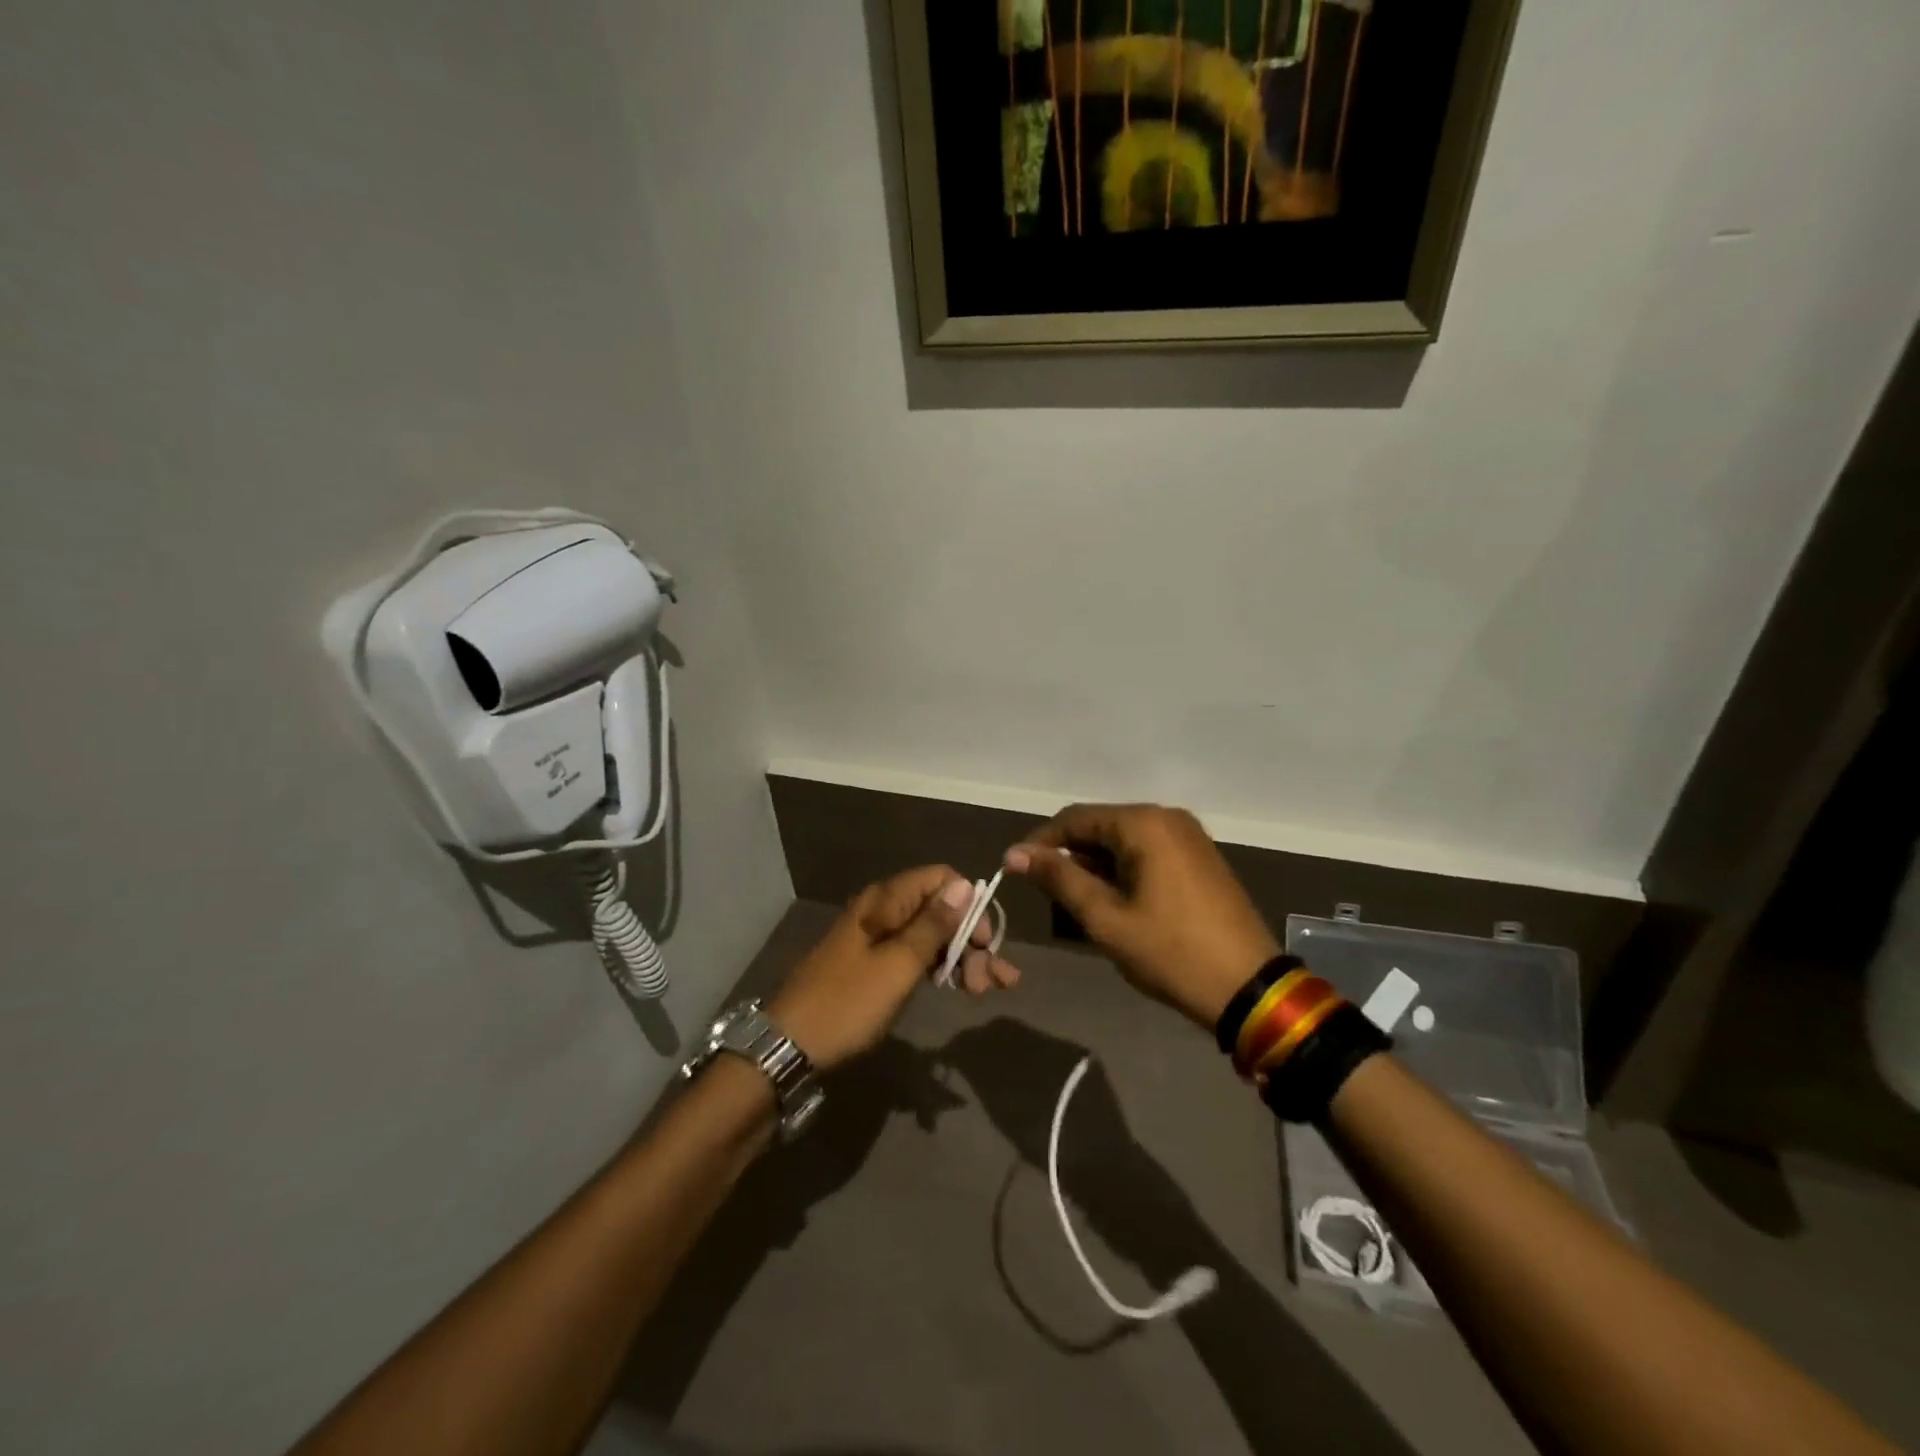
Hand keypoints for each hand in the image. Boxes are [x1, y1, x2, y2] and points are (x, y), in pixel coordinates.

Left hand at [768, 866, 1019, 1071]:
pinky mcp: (874, 963)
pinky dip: (941, 968)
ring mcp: (878, 937)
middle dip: (972, 939)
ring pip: (931, 935)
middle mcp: (883, 910)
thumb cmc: (847, 1003)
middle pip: (940, 909)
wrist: (790, 1046)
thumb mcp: (898, 965)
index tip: (986, 941)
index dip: (970, 904)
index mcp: (886, 900)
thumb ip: (933, 925)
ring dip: (962, 958)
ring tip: (984, 990)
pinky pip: (916, 955)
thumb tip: (964, 885)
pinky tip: (960, 986)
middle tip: (992, 981)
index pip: (941, 878)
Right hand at [1003, 804, 1276, 1030]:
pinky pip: (1148, 851)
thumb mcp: (1106, 918)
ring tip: (1077, 902)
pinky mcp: (1200, 858)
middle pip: (1101, 825)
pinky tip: (1114, 900)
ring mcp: (1189, 837)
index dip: (1041, 842)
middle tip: (1047, 893)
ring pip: (1124, 840)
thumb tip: (1015, 853)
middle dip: (1070, 855)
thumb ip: (1059, 879)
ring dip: (1096, 865)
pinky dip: (1123, 869)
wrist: (1249, 989)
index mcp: (1144, 823)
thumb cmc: (1170, 952)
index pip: (1075, 818)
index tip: (1015, 870)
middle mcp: (1168, 818)